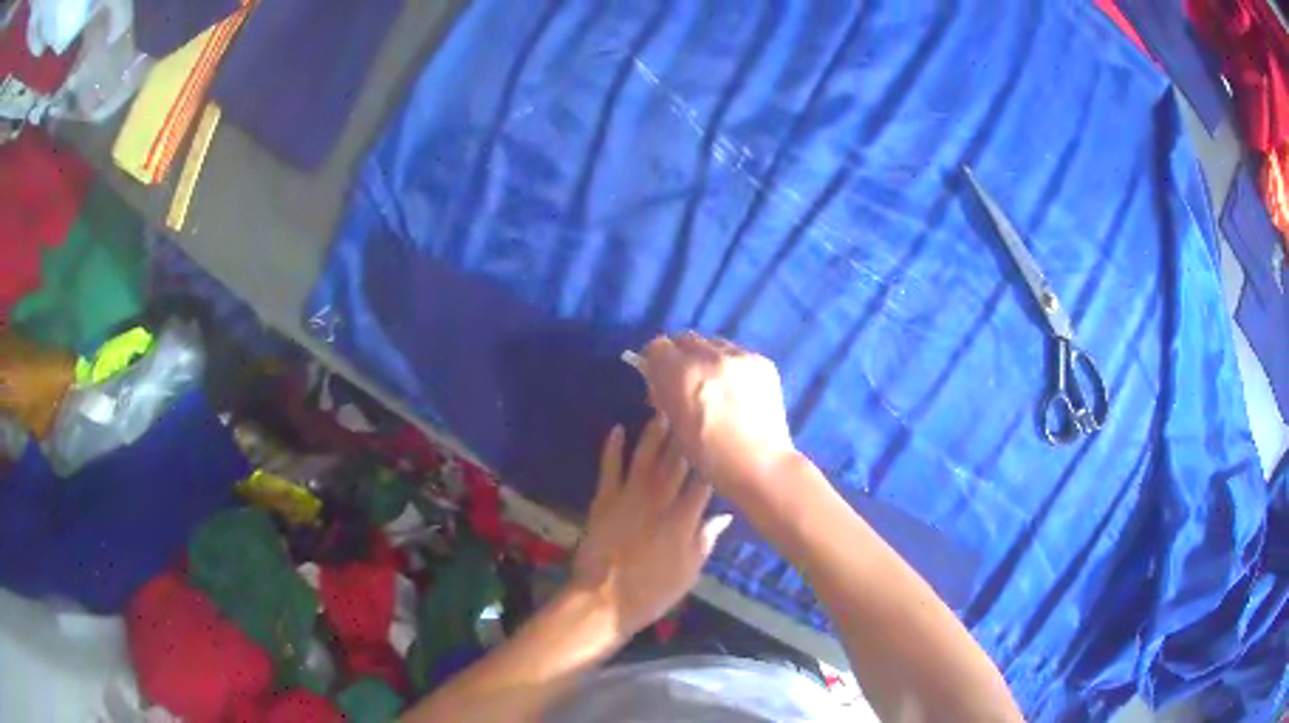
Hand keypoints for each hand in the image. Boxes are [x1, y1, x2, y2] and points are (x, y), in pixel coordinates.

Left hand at [571, 416, 732, 638]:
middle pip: (676, 462)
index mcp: (683, 519)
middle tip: (693, 410)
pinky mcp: (604, 500)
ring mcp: (629, 497)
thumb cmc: (652, 592)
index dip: (712, 460)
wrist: (604, 600)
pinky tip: (618, 429)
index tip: (719, 440)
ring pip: (645, 457)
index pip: (703, 482)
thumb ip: (706, 540)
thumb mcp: (689, 572)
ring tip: (663, 409)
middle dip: (685, 435)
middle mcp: (658, 501)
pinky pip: (609, 468)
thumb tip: (725, 514)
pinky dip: (613, 448)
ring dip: (654, 433)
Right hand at [640, 333, 797, 503]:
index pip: (658, 347)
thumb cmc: (711, 456)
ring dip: (707, 357)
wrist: (761, 464)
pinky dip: (731, 365)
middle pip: (685, 339)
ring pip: (713, 343)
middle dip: (680, 356)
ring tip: (714, 382)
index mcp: (684, 375)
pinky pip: (738, 354)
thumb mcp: (675, 426)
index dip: (655, 361)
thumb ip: (664, 394)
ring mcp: (741, 357)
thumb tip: (658, 377)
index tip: (657, 373)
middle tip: (684, 378)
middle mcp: (712, 357)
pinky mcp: (763, 362)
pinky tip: (736, 388)